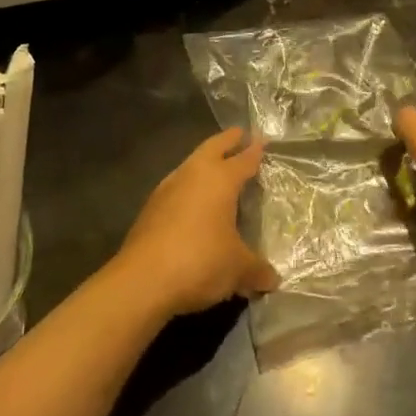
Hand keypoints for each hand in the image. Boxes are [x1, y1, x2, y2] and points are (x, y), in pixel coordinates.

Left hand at [112, 128, 279, 317]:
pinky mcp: (150, 209)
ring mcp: (166, 190)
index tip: (263, 139)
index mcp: (220, 180)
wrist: (142, 281)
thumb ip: (258, 270)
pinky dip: (189, 188)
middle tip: (239, 134)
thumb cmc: (200, 262)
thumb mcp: (238, 269)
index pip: (243, 159)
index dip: (255, 150)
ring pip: (190, 165)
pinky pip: (176, 188)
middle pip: (212, 148)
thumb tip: (273, 280)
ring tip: (216, 168)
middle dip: (227, 141)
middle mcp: (192, 175)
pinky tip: (193, 203)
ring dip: (204, 163)